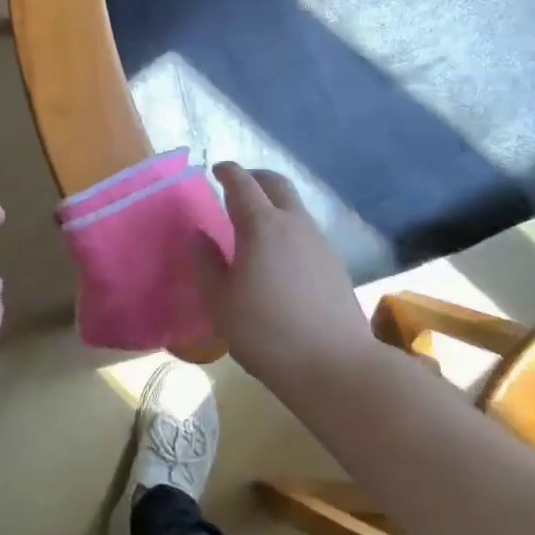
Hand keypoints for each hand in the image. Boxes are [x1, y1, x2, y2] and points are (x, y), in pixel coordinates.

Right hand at [199, 163, 377, 391]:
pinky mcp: (335, 264)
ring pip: (295, 206)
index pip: (242, 183)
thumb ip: (205, 263)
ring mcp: (319, 242)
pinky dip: (288, 226)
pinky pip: (306, 230)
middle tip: (237, 185)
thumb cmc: (266, 332)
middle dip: (255, 177)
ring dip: (274, 202)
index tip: (216, 170)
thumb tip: (199, 235)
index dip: (227, 172)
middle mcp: (294, 224)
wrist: (335, 365)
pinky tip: (278, 254)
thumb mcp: (220, 302)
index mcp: (261, 226)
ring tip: (254, 222)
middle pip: (276, 184)